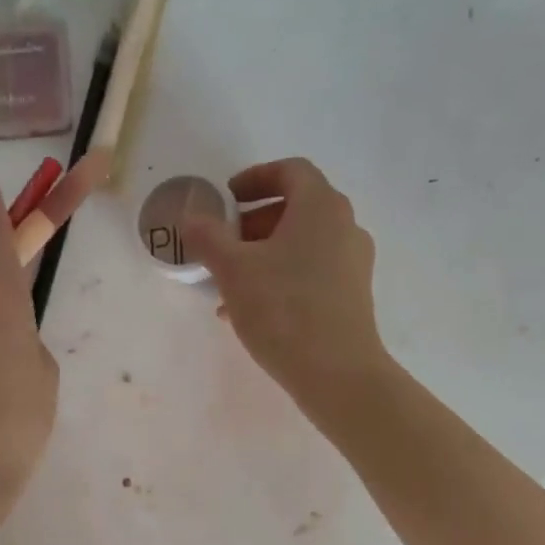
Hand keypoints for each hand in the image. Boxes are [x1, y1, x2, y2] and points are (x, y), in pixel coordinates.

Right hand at [181, 158, 389, 410]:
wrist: (337, 373)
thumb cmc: (283, 309)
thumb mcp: (233, 270)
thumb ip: (208, 237)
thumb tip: (191, 217)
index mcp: (320, 207)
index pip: (290, 171)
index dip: (255, 178)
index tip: (227, 198)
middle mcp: (345, 227)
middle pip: (297, 209)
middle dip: (254, 222)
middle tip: (224, 242)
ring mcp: (353, 263)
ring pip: (302, 245)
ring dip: (264, 255)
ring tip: (229, 284)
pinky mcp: (353, 296)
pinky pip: (312, 273)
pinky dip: (282, 278)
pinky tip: (251, 311)